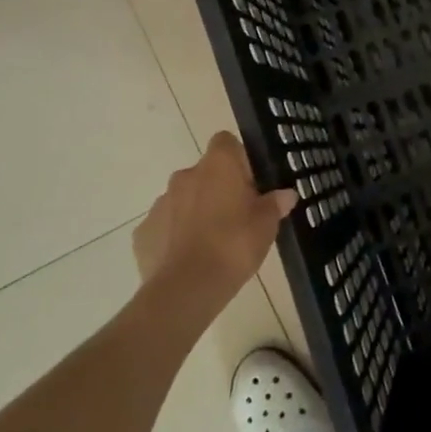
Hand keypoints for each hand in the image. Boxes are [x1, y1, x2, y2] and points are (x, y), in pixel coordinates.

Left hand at [133, 133, 296, 313]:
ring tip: (212, 243)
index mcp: (217, 166)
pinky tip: (189, 259)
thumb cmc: (234, 245)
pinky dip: (176, 236)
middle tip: (237, 217)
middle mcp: (185, 176)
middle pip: (205, 172)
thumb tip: (286, 194)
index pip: (226, 141)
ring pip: (184, 199)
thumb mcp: (267, 225)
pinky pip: (165, 226)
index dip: (238, 159)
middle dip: (218, 189)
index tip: (250, 183)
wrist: (185, 289)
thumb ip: (275, 204)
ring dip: (196, 212)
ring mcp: (160, 203)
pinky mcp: (144, 232)